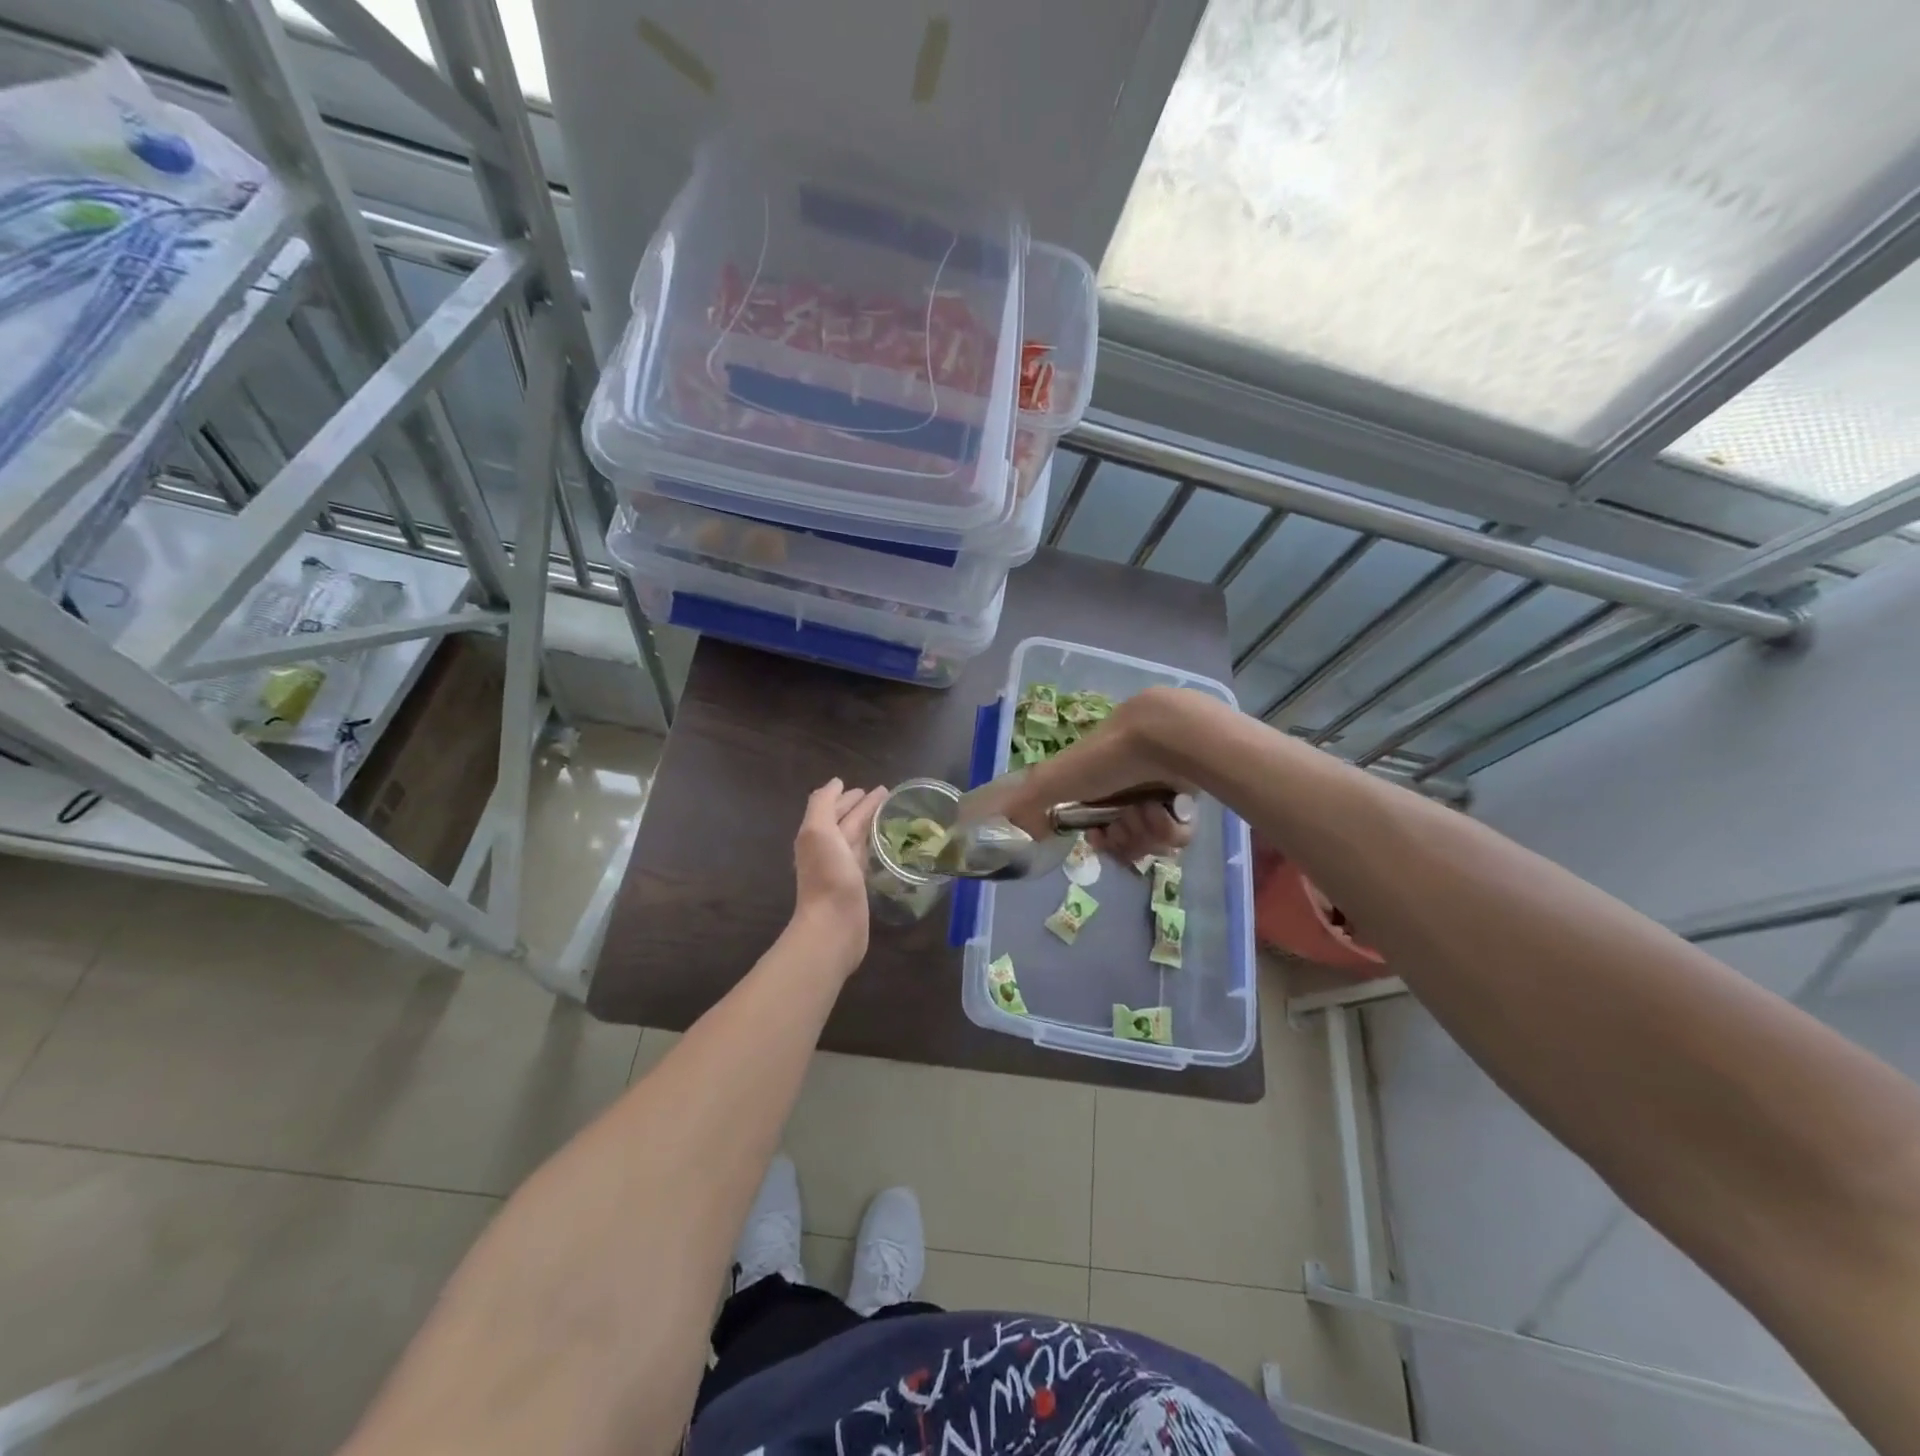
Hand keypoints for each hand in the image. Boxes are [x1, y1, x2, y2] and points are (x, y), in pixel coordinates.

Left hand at [791, 778, 886, 965]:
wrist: (833, 925)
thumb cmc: (827, 875)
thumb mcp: (818, 831)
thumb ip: (822, 804)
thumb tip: (835, 783)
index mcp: (816, 834)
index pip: (834, 807)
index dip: (848, 796)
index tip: (871, 787)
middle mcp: (827, 848)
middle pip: (846, 821)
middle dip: (862, 806)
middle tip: (885, 795)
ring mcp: (842, 867)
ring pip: (857, 837)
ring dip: (870, 823)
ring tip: (889, 813)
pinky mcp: (857, 884)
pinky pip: (866, 856)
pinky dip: (874, 845)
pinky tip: (885, 843)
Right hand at [997, 687, 1199, 861]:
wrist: (1163, 737)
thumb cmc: (1105, 758)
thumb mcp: (1053, 780)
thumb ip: (1025, 806)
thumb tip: (1001, 831)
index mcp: (1095, 784)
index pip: (1096, 828)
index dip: (1098, 840)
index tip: (1098, 838)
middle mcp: (1125, 789)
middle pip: (1124, 838)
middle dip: (1123, 838)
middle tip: (1126, 822)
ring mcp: (1157, 793)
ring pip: (1152, 839)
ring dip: (1147, 830)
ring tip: (1150, 808)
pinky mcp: (1189, 797)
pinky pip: (1179, 833)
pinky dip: (1172, 826)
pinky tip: (1170, 809)